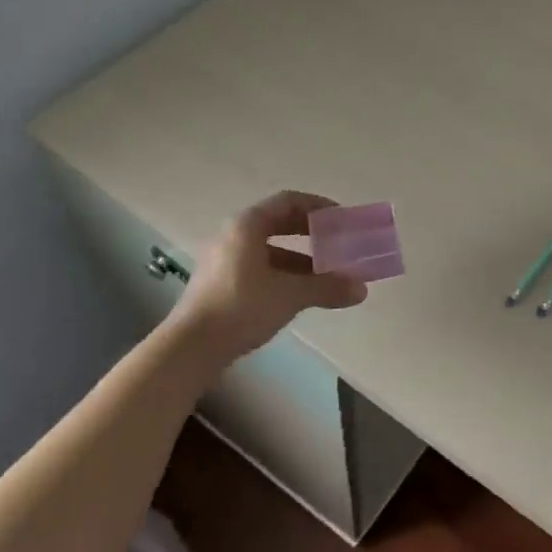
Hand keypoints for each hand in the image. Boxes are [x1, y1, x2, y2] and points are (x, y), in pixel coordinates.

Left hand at [169, 190, 368, 357]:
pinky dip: (285, 274)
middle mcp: (234, 236)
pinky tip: (302, 293)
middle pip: (280, 223)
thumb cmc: (241, 307)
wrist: (190, 349)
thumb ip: (327, 287)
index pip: (289, 201)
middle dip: (312, 233)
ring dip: (302, 258)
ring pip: (271, 249)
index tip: (342, 219)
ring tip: (328, 274)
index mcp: (247, 225)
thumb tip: (361, 289)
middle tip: (338, 242)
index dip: (318, 206)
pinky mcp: (221, 284)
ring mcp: (225, 261)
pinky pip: (261, 268)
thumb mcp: (290, 294)